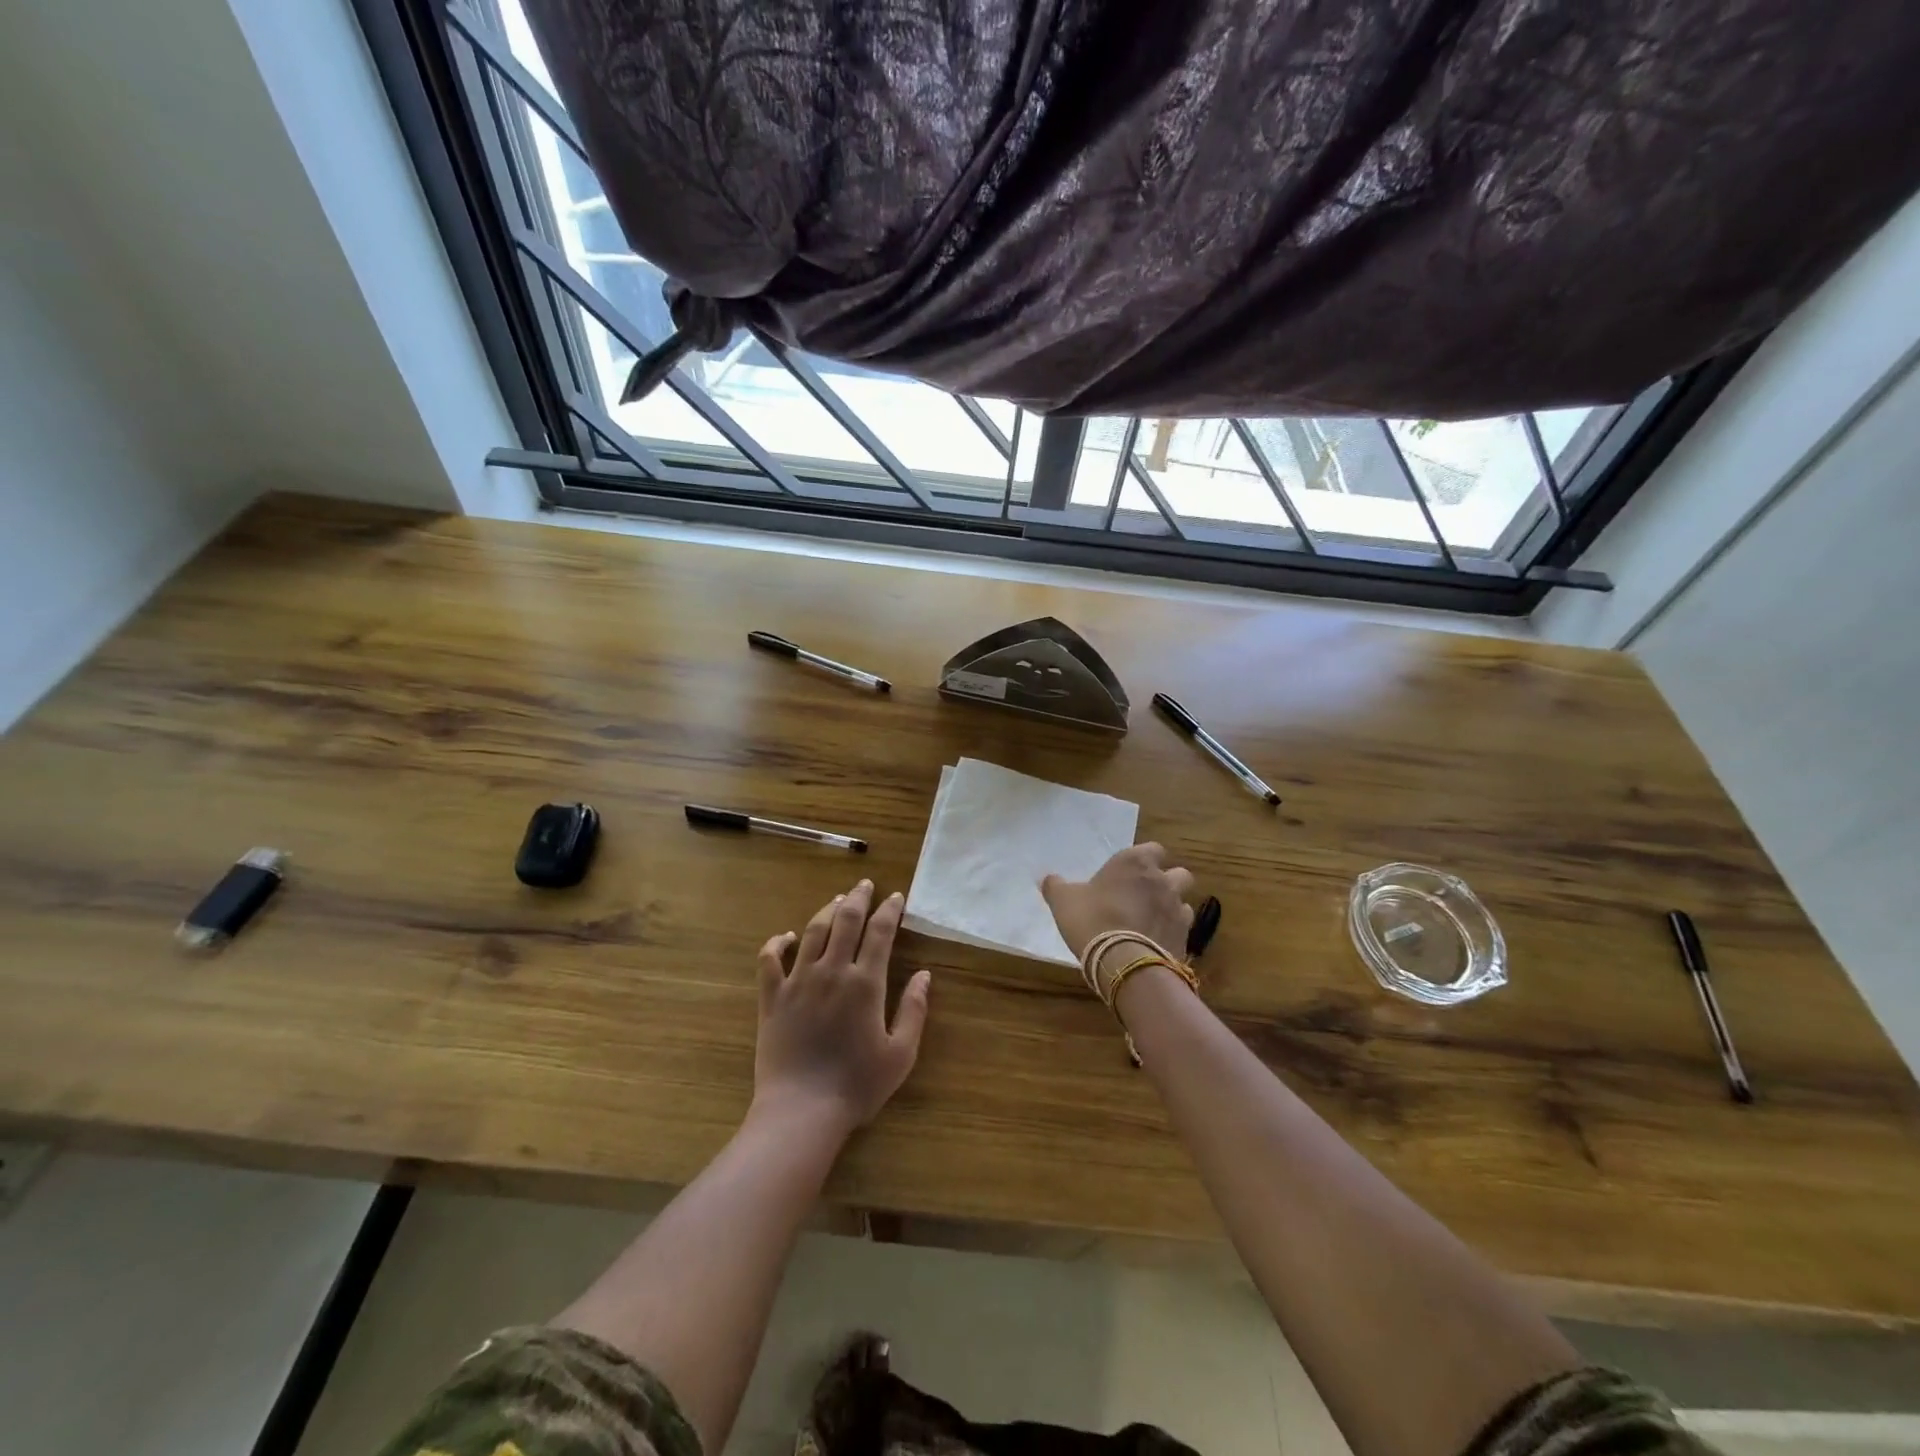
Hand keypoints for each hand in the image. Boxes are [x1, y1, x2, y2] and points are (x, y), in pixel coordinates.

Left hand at [754, 879, 931, 1133]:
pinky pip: (770, 959)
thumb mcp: (901, 1053)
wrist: (801, 1111)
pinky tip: (787, 936)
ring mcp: (798, 981)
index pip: (880, 932)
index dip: (890, 910)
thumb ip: (914, 1010)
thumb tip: (924, 974)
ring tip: (837, 900)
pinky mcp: (772, 997)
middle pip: (846, 921)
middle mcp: (832, 972)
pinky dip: (777, 942)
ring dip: (826, 911)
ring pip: (812, 931)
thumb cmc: (857, 1085)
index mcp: (866, 983)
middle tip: (865, 885)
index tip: (897, 897)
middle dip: (858, 898)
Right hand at [1040, 843, 1195, 961]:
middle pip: (1179, 874)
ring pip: (1184, 902)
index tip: (1131, 873)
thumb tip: (1046, 878)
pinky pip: (1183, 930)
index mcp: (1135, 862)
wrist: (1122, 961)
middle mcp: (1162, 880)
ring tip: (1152, 922)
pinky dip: (1172, 933)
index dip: (1146, 860)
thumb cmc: (1092, 919)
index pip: (1154, 849)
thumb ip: (1055, 886)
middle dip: (1168, 882)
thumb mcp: (1063, 900)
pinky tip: (1156, 943)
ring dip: (1172, 909)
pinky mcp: (1184, 937)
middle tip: (1146, 896)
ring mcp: (1177, 909)